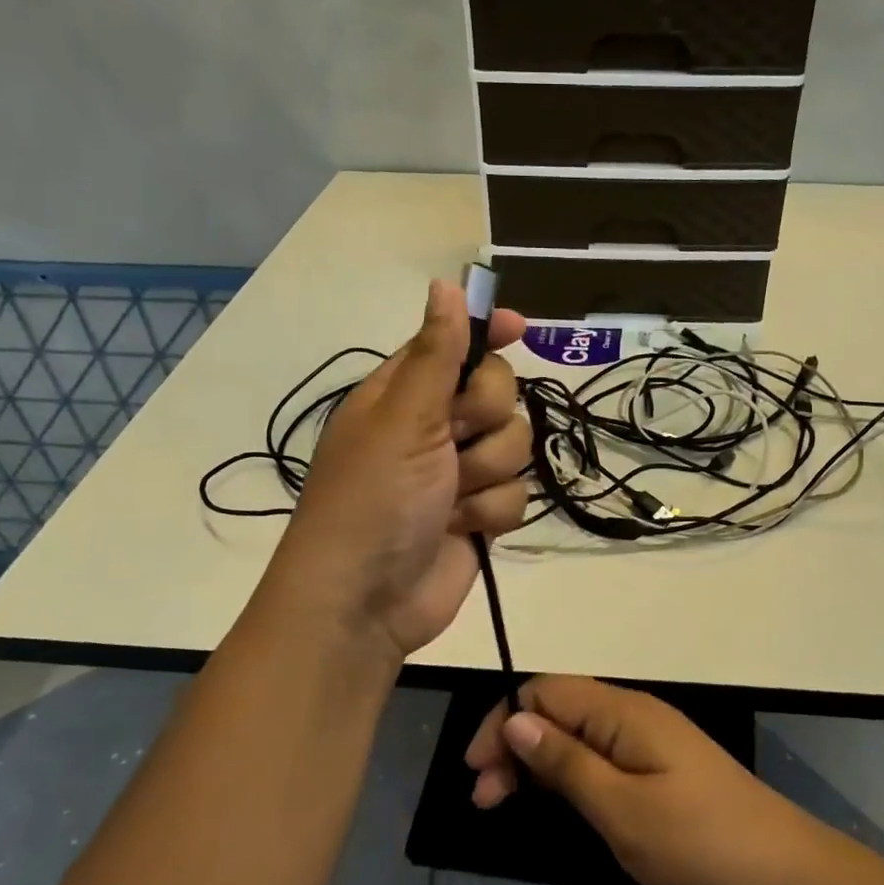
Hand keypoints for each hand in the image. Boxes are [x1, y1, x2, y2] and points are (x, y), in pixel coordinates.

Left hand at [268, 280, 529, 659]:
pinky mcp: (479, 515)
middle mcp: (433, 428)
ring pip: (515, 446)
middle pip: (498, 393)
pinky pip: (517, 495)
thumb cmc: (373, 498)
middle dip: (484, 419)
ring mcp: (458, 473)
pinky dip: (492, 513)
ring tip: (451, 499)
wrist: (366, 602)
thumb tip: (446, 282)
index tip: (518, 328)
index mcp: (403, 394)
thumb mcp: (402, 419)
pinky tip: (464, 529)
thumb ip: (435, 354)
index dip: (485, 334)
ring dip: (487, 473)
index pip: (454, 344)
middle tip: (454, 439)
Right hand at [464, 675, 829, 884]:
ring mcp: (649, 740)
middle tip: (485, 800)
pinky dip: (568, 774)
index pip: (545, 691)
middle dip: (514, 745)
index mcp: (623, 711)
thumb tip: (515, 719)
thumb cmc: (698, 842)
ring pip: (577, 734)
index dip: (503, 721)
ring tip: (506, 803)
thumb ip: (566, 762)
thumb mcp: (621, 808)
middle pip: (558, 710)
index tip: (476, 772)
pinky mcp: (660, 767)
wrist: (784, 873)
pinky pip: (599, 755)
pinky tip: (555, 801)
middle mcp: (633, 714)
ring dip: (537, 762)